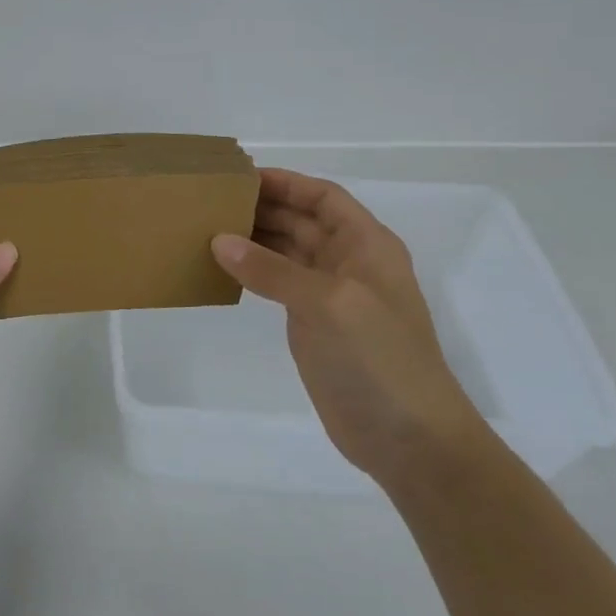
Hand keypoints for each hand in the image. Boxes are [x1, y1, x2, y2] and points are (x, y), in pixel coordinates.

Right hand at [210, 168, 489, 484]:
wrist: (408, 438)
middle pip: (302, 220)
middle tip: (211, 202)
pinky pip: (278, 284)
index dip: (285, 183)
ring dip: (253, 238)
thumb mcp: (327, 303)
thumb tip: (220, 240)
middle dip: (262, 207)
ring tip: (207, 228)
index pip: (323, 197)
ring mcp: (331, 295)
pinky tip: (223, 268)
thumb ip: (272, 269)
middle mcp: (349, 263)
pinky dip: (252, 271)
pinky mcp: (313, 324)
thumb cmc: (378, 358)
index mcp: (367, 245)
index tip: (238, 177)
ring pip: (287, 251)